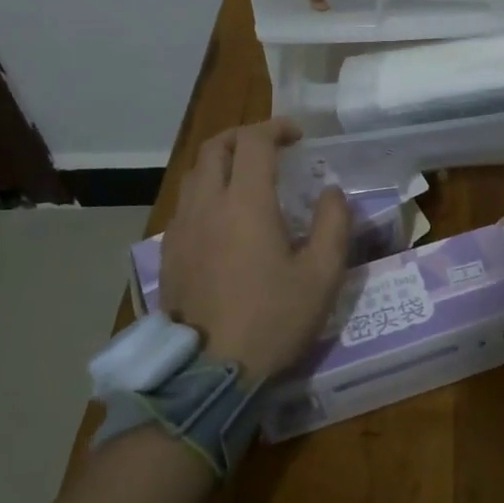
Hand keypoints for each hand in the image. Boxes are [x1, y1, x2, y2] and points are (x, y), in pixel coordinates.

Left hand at [159, 119, 349, 379]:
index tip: (298, 136)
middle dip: (245, 136)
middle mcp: (207, 205)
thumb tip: (332, 191)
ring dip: (222, 161)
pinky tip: (224, 216)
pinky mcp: (170, 252)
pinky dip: (206, 189)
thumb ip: (333, 224)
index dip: (276, 128)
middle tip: (272, 147)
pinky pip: (185, 203)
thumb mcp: (321, 276)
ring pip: (194, 173)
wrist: (209, 374)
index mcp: (244, 203)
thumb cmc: (272, 320)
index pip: (253, 141)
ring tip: (247, 176)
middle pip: (216, 147)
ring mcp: (182, 228)